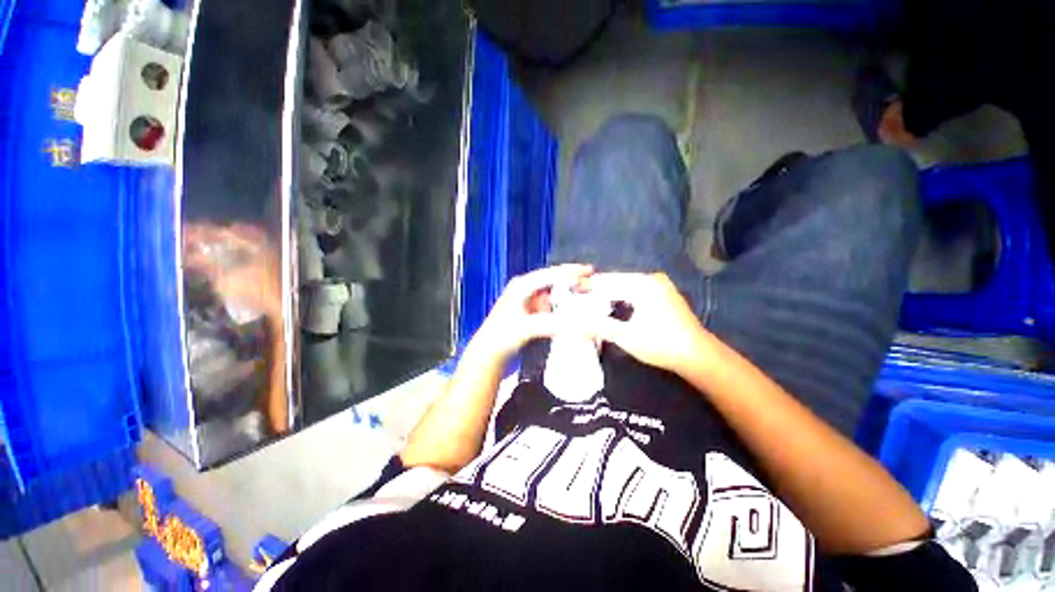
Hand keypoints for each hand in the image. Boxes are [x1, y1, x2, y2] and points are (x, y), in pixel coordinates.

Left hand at [472, 264, 593, 361]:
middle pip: (553, 280)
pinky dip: (561, 304)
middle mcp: (524, 288)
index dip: (571, 272)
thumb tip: (578, 323)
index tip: (590, 271)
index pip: (550, 274)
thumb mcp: (527, 328)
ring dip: (568, 293)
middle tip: (591, 284)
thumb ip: (552, 324)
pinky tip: (571, 309)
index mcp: (522, 285)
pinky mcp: (530, 310)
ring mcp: (527, 299)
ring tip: (585, 294)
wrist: (489, 351)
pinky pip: (550, 303)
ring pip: (553, 291)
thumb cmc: (502, 336)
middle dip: (572, 281)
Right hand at [586, 272, 709, 374]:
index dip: (588, 286)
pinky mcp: (662, 294)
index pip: (608, 282)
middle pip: (616, 281)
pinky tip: (610, 302)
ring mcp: (659, 285)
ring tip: (589, 299)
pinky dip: (620, 295)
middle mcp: (651, 279)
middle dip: (596, 288)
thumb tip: (576, 322)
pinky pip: (634, 290)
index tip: (570, 289)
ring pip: (625, 285)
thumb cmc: (662, 344)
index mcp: (643, 285)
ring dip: (608, 292)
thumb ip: (599, 326)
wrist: (698, 356)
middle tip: (577, 295)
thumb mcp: (627, 336)